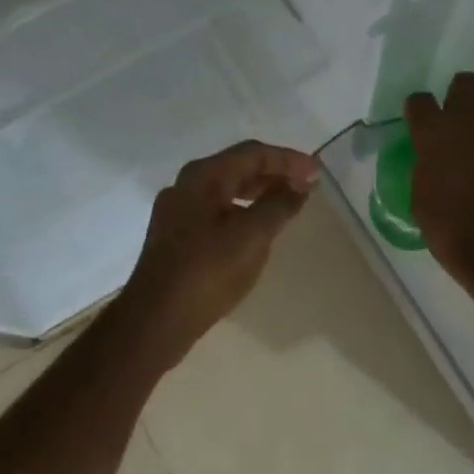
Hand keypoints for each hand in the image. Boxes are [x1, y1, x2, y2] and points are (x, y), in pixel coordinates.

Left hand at [115, 140, 319, 362]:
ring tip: (287, 207)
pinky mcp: (175, 236)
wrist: (156, 319)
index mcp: (202, 176)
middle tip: (305, 188)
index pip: (252, 154)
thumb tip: (300, 186)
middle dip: (274, 175)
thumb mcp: (252, 236)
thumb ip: (280, 206)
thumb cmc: (207, 271)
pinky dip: (242, 212)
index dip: (288, 160)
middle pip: (237, 168)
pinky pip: (216, 212)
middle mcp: (185, 185)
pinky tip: (256, 230)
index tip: (317, 173)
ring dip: (259, 194)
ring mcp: (177, 212)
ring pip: (226, 191)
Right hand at [405, 72, 473, 298]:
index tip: (420, 122)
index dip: (419, 110)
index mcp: (434, 135)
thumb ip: (426, 168)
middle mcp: (470, 125)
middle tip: (457, 118)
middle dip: (460, 94)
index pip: (420, 101)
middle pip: (466, 83)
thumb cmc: (448, 229)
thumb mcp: (421, 198)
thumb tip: (432, 160)